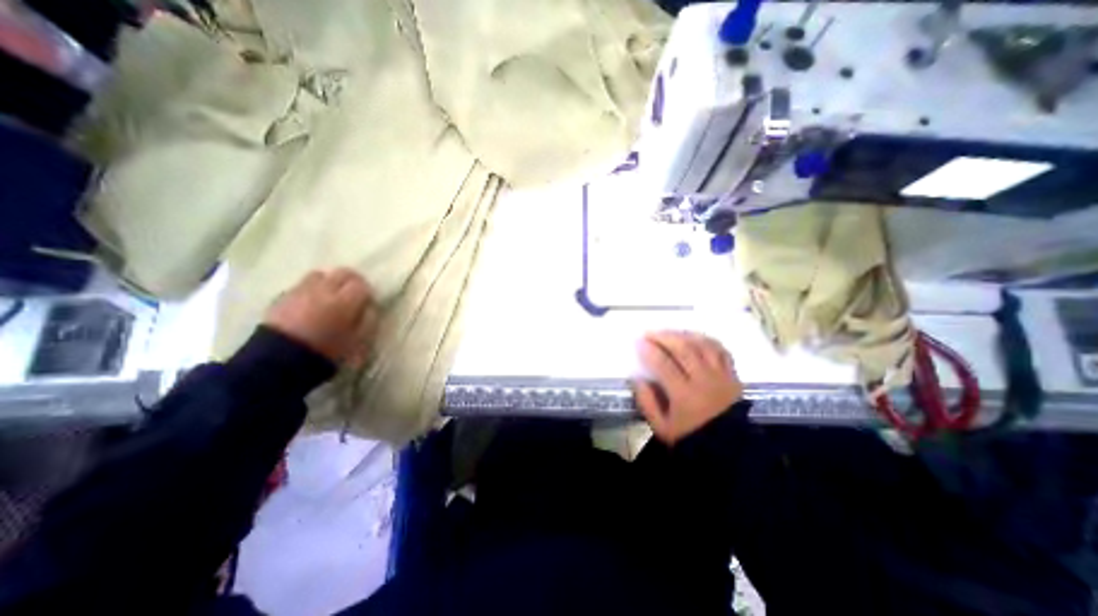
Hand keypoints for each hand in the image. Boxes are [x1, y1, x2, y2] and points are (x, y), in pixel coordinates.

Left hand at [264, 267, 380, 364]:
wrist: (278, 361)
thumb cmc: (326, 352)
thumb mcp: (357, 341)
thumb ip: (368, 321)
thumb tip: (370, 308)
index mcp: (345, 301)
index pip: (361, 284)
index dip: (366, 292)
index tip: (366, 302)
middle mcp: (324, 290)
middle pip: (342, 273)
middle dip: (350, 281)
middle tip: (352, 295)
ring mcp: (301, 290)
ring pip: (320, 275)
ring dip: (328, 283)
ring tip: (329, 297)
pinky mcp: (282, 296)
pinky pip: (302, 285)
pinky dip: (310, 290)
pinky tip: (310, 305)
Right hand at [630, 331, 741, 444]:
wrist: (728, 451)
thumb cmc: (690, 437)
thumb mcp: (661, 427)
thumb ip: (646, 402)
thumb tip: (636, 378)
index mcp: (685, 395)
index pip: (664, 365)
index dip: (650, 351)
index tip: (639, 342)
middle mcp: (704, 381)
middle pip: (684, 349)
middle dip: (664, 337)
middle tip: (650, 332)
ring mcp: (721, 376)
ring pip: (702, 345)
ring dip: (683, 335)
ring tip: (669, 332)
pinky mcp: (732, 376)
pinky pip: (720, 350)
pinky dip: (706, 340)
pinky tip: (694, 337)